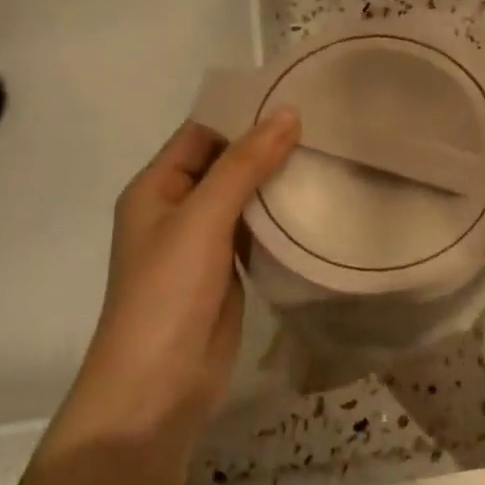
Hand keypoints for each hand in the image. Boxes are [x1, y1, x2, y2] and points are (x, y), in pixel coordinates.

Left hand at [63, 109, 299, 442]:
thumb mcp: (203, 219)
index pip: (201, 133)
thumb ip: (244, 165)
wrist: (158, 386)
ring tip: (329, 156)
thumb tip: (287, 112)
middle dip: (266, 148)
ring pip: (242, 199)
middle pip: (224, 164)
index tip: (295, 98)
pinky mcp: (226, 273)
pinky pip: (254, 233)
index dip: (242, 115)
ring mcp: (202, 244)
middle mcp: (176, 209)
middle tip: (325, 126)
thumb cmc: (169, 292)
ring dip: (276, 183)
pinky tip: (315, 205)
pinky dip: (279, 220)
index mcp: (156, 187)